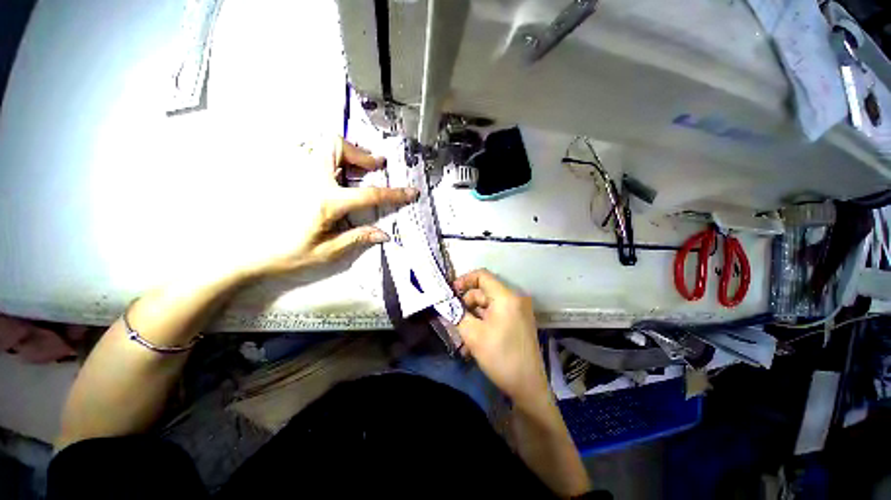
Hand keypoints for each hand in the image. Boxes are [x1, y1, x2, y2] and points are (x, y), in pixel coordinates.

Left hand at [242, 137, 417, 277]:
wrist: (247, 252)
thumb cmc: (288, 253)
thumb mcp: (328, 251)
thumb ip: (357, 238)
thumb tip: (384, 234)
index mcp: (326, 201)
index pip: (369, 193)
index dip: (393, 193)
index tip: (411, 191)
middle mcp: (310, 178)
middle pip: (336, 144)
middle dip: (359, 153)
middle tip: (373, 167)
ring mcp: (294, 172)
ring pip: (320, 143)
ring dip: (344, 152)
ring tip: (356, 169)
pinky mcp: (285, 173)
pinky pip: (309, 152)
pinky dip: (328, 156)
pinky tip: (334, 174)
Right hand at [454, 269, 549, 409]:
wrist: (528, 387)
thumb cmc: (500, 357)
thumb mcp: (472, 334)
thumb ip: (458, 314)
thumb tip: (448, 304)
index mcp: (506, 297)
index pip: (482, 276)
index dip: (464, 280)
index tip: (451, 293)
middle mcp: (514, 299)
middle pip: (484, 292)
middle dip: (466, 305)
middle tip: (454, 320)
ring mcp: (518, 310)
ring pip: (488, 306)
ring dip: (473, 318)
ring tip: (461, 338)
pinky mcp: (518, 321)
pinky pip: (496, 315)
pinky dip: (483, 323)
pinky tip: (472, 342)